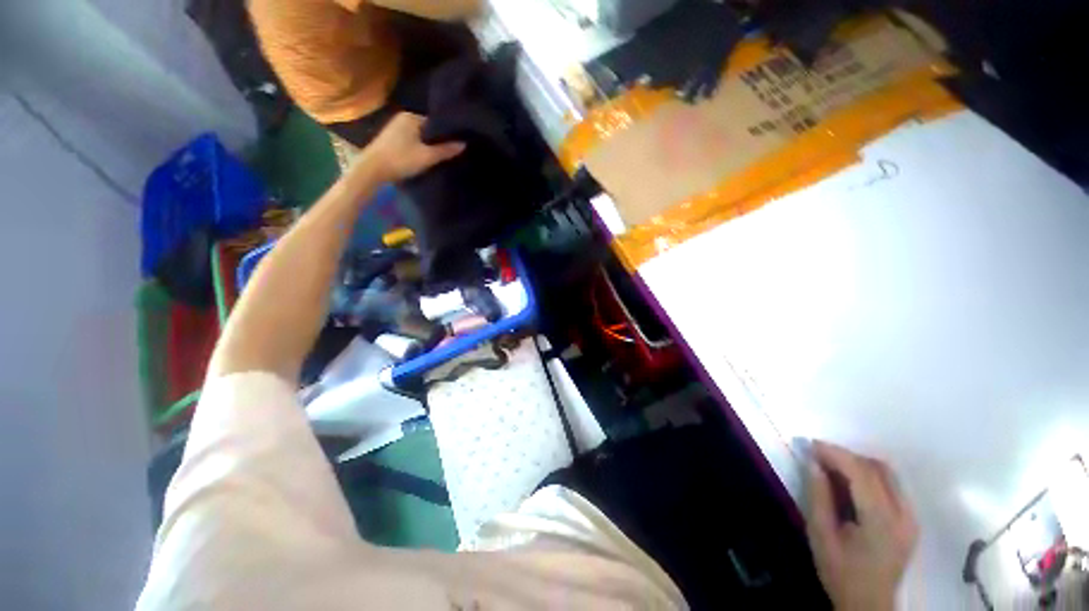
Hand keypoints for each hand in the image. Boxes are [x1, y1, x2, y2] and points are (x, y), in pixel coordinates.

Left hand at [354, 112, 464, 182]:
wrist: (372, 170)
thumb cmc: (401, 159)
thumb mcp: (428, 156)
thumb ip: (446, 150)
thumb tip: (464, 144)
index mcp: (411, 117)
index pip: (435, 123)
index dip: (446, 135)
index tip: (455, 146)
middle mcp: (402, 118)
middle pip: (427, 130)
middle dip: (437, 141)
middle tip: (449, 154)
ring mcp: (394, 128)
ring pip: (419, 137)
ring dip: (427, 147)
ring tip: (439, 158)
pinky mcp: (390, 140)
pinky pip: (411, 142)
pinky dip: (418, 149)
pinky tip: (423, 159)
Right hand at [806, 441, 917, 610]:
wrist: (869, 604)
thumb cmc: (841, 572)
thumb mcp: (821, 535)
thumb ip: (818, 497)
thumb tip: (812, 463)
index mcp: (881, 521)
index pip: (862, 473)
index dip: (836, 454)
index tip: (811, 445)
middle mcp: (903, 515)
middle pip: (878, 469)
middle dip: (846, 456)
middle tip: (818, 457)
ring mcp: (910, 518)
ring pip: (888, 474)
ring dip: (858, 464)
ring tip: (832, 468)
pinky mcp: (910, 521)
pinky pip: (892, 486)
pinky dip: (869, 476)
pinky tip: (850, 484)